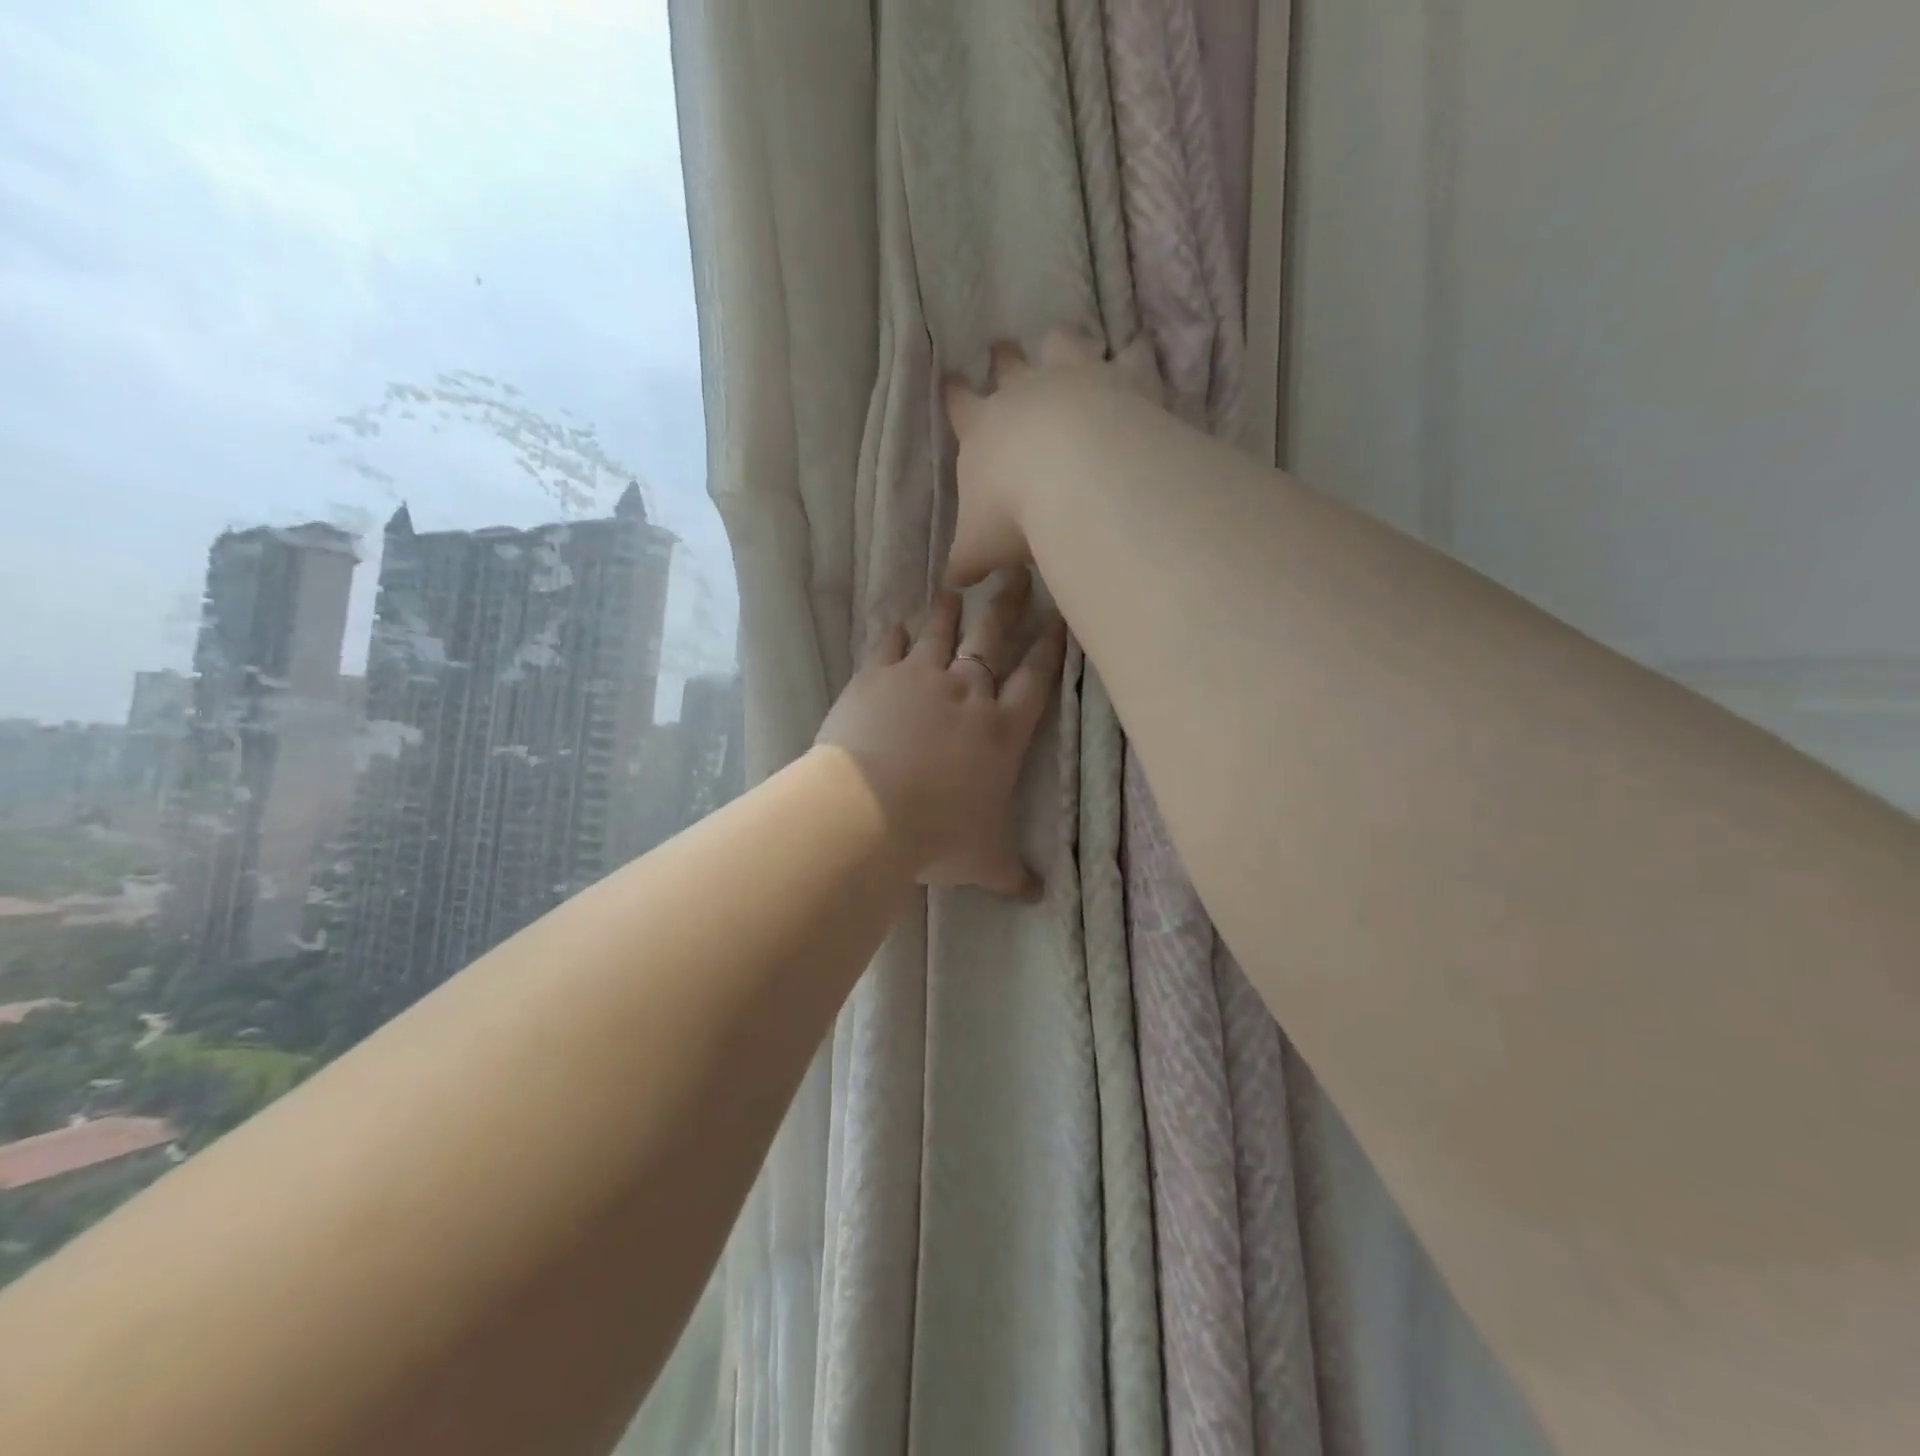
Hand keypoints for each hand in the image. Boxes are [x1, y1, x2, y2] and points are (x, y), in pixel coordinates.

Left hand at [816, 570, 1067, 898]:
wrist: (869, 811)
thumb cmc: (936, 835)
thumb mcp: (984, 860)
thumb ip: (1013, 874)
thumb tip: (1039, 898)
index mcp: (1002, 730)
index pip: (1036, 679)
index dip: (1050, 648)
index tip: (1060, 619)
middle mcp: (967, 692)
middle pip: (993, 637)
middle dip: (1008, 605)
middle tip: (1015, 572)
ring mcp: (920, 678)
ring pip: (941, 631)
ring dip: (949, 609)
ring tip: (955, 588)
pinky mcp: (876, 677)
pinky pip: (888, 644)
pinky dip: (893, 631)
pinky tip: (896, 620)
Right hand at [942, 329, 1165, 588]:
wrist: (1080, 480)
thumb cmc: (1015, 513)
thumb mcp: (979, 546)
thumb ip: (967, 559)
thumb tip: (954, 580)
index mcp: (982, 428)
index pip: (959, 403)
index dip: (954, 393)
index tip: (951, 378)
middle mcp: (1025, 393)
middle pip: (1009, 365)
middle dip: (1003, 359)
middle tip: (1001, 348)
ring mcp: (1076, 379)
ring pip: (1062, 345)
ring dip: (1060, 346)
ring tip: (1061, 344)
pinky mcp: (1125, 379)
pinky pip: (1132, 356)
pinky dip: (1135, 354)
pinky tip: (1140, 350)